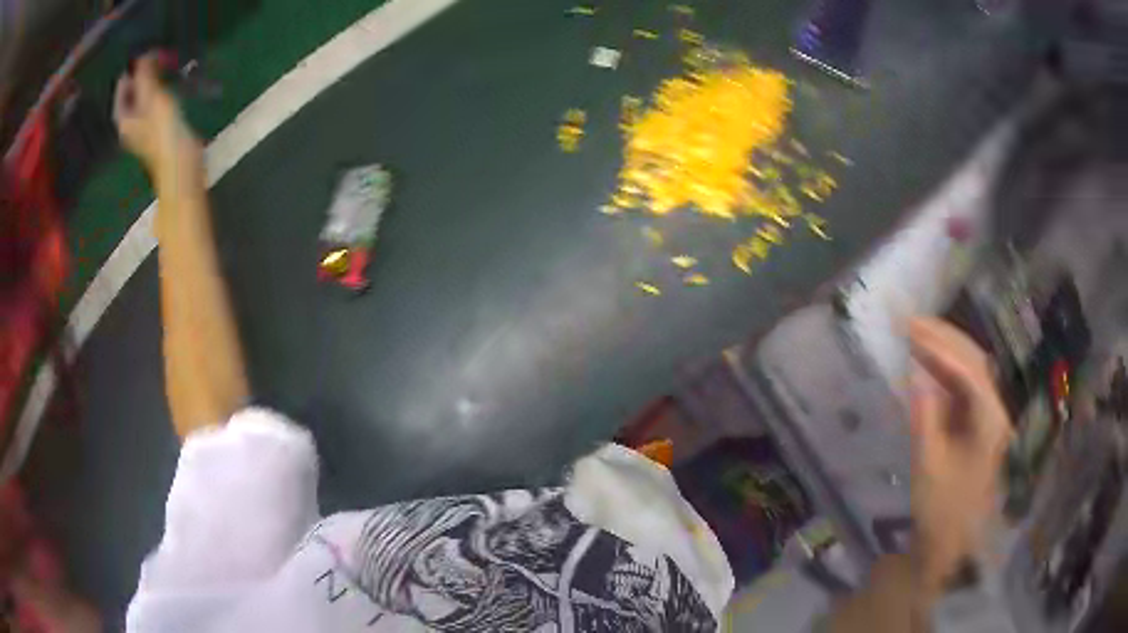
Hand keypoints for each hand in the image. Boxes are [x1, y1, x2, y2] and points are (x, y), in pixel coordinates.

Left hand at [114, 53, 200, 173]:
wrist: (180, 163)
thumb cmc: (163, 131)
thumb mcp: (153, 97)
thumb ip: (146, 75)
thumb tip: (144, 53)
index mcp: (122, 116)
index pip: (122, 84)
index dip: (136, 66)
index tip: (153, 53)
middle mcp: (129, 121)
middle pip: (132, 89)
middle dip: (145, 73)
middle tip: (162, 58)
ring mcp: (142, 126)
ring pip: (144, 95)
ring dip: (154, 80)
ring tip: (168, 67)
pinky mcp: (156, 128)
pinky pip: (153, 102)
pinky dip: (160, 90)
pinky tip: (172, 84)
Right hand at [908, 318, 1012, 595]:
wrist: (952, 548)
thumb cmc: (942, 512)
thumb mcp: (928, 468)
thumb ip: (924, 418)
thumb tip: (913, 375)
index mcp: (990, 424)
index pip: (970, 373)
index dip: (941, 351)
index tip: (911, 333)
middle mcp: (996, 413)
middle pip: (976, 362)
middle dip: (945, 339)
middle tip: (911, 323)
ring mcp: (990, 420)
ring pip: (973, 372)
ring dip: (947, 351)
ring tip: (917, 335)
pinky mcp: (980, 429)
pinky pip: (966, 391)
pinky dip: (946, 374)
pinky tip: (929, 368)